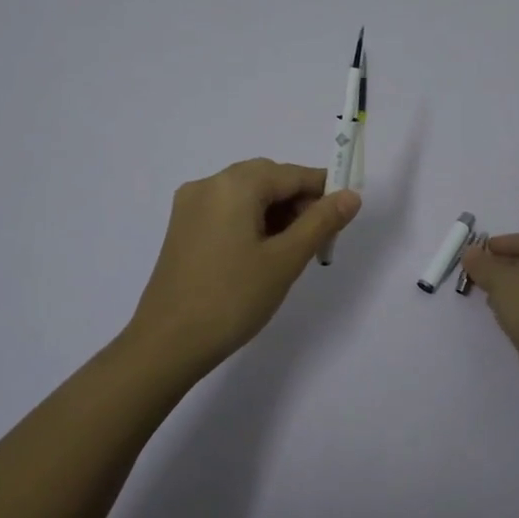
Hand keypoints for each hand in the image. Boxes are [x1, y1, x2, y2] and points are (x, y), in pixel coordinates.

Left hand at [126, 158, 361, 373]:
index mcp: (234, 184)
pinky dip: (251, 222)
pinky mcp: (182, 228)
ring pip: (247, 195)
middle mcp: (209, 184)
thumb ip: (321, 222)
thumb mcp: (285, 260)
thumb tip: (351, 196)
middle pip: (267, 179)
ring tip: (292, 252)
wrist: (167, 343)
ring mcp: (190, 206)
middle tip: (319, 241)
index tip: (344, 218)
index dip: (323, 191)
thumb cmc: (232, 298)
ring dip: (276, 213)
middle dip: (299, 202)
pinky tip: (262, 254)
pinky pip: (227, 210)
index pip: (292, 174)